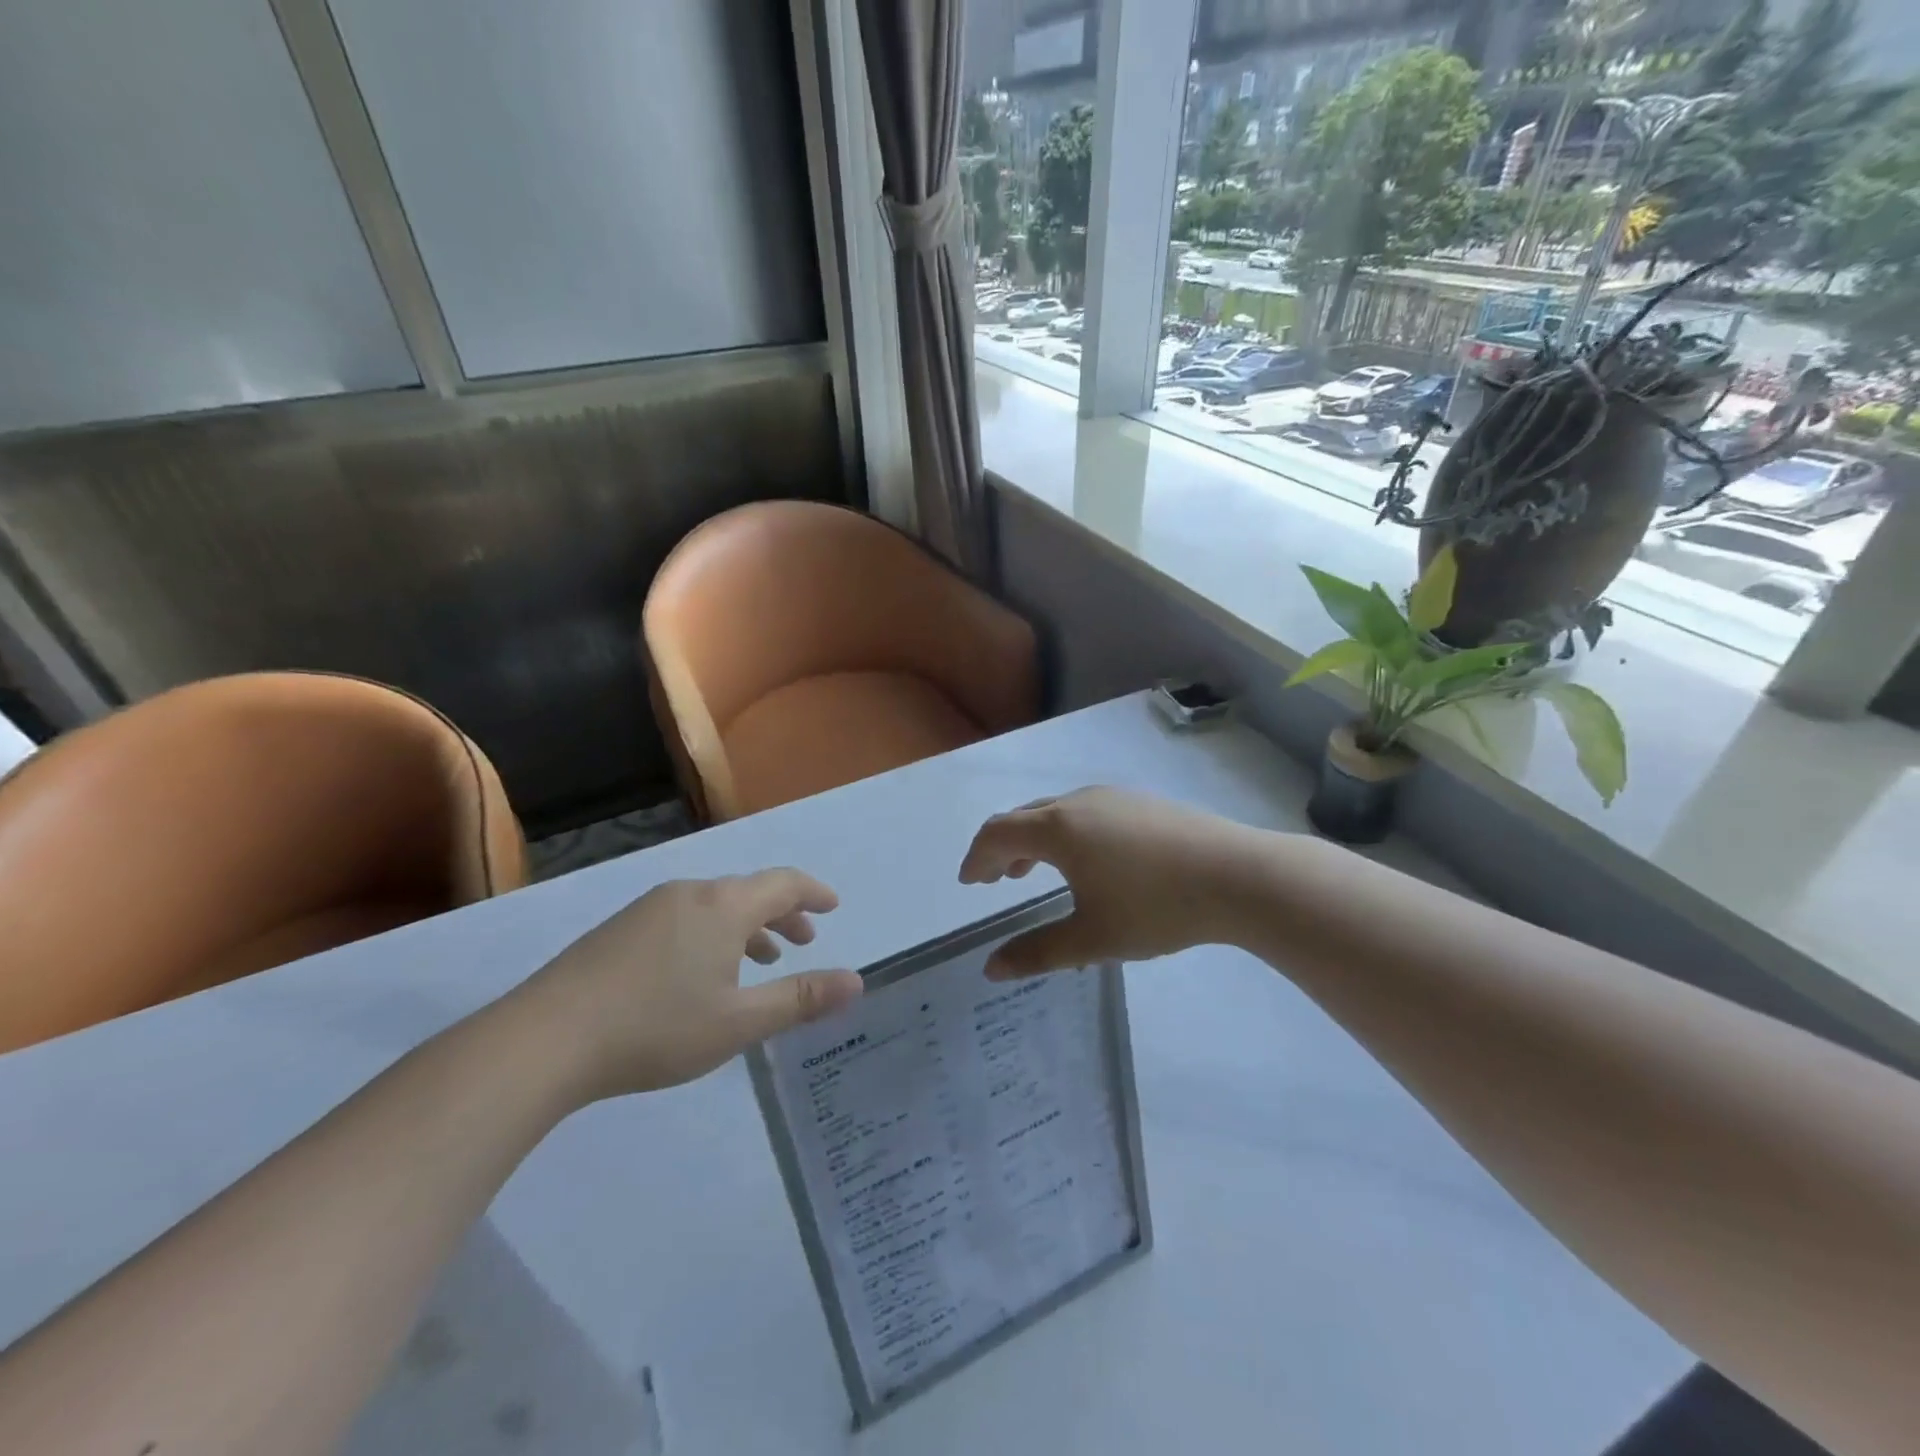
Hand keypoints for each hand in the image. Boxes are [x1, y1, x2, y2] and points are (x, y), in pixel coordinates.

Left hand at [517, 871, 863, 1101]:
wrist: (545, 1039)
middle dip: (783, 914)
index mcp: (724, 906)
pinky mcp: (620, 929)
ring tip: (761, 960)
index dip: (813, 893)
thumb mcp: (739, 1022)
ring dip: (748, 927)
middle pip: (749, 891)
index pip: (783, 883)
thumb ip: (800, 999)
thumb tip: (857, 981)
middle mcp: (690, 894)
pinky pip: (686, 917)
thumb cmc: (656, 1028)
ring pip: (716, 906)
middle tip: (804, 942)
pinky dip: (713, 934)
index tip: (832, 907)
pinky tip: (702, 973)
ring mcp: (650, 908)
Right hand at [959, 787, 1260, 978]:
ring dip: (1034, 840)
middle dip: (1002, 848)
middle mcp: (1078, 802)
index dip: (977, 858)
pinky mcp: (1141, 803)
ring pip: (1056, 812)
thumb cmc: (1156, 908)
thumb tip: (991, 969)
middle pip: (1023, 818)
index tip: (969, 882)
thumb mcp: (1092, 939)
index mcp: (1058, 829)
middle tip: (994, 880)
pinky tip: (1088, 863)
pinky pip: (1085, 813)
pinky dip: (1065, 834)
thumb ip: (1037, 953)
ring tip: (1032, 871)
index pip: (997, 834)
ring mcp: (1113, 798)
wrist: (1238, 876)